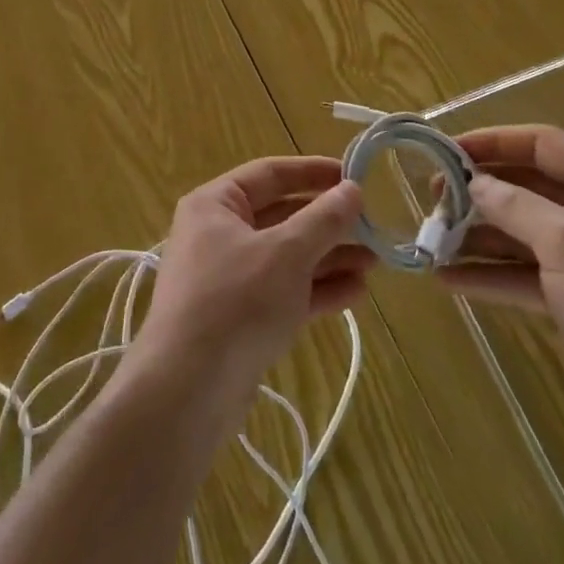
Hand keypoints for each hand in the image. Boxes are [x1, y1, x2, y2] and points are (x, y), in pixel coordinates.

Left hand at [128, 157, 374, 431]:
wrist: (187, 391)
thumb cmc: (236, 301)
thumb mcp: (286, 253)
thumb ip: (323, 219)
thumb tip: (352, 190)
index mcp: (215, 205)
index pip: (270, 173)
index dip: (313, 172)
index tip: (354, 176)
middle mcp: (218, 235)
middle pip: (281, 216)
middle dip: (328, 223)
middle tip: (373, 226)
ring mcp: (229, 279)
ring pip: (287, 257)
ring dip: (329, 258)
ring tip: (375, 262)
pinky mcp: (241, 318)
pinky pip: (285, 292)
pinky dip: (317, 290)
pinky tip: (356, 293)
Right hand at [436, 124, 563, 451]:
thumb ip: (516, 206)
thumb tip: (473, 182)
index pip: (541, 143)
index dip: (493, 141)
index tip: (446, 151)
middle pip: (524, 187)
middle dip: (478, 190)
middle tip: (431, 196)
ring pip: (517, 232)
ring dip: (475, 235)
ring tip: (429, 237)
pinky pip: (519, 275)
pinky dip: (486, 275)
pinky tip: (446, 278)